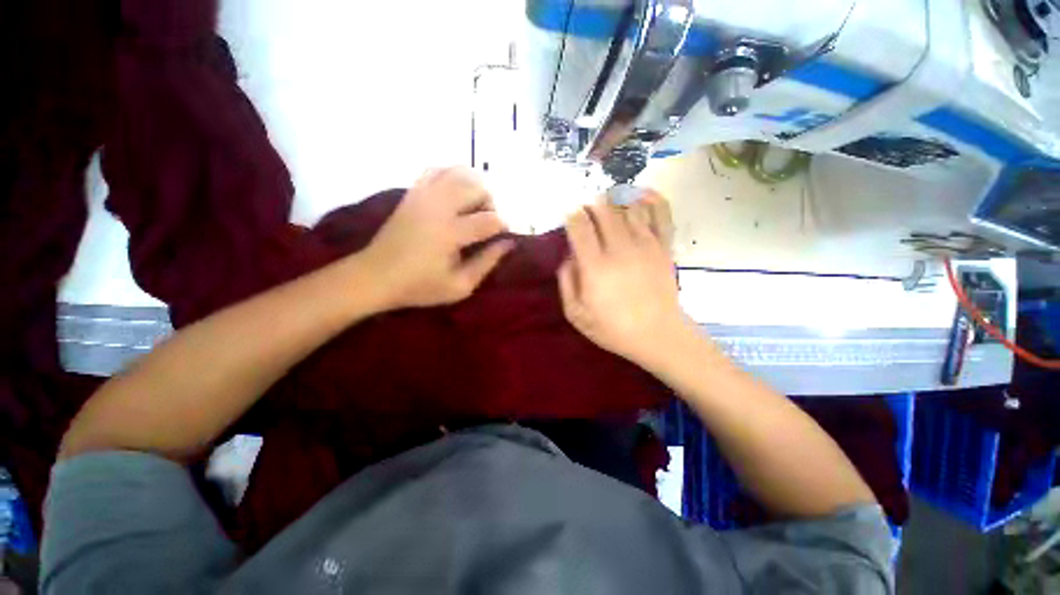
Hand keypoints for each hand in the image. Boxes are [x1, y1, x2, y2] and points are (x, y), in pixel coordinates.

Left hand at [364, 167, 512, 309]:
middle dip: (490, 203)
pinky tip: (455, 194)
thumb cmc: (419, 286)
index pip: (489, 220)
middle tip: (485, 223)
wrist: (375, 275)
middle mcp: (437, 207)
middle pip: (477, 187)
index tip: (504, 236)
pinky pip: (438, 170)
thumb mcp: (460, 286)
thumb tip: (508, 243)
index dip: (503, 226)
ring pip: (459, 172)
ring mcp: (423, 196)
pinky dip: (452, 177)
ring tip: (472, 207)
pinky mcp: (413, 193)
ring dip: (474, 187)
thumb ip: (487, 263)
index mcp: (450, 233)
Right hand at [558, 192, 688, 369]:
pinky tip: (641, 194)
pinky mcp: (664, 246)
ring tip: (608, 204)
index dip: (571, 215)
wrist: (658, 335)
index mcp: (595, 266)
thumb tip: (569, 255)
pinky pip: (661, 213)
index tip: (569, 215)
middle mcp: (620, 248)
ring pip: (628, 206)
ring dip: (615, 200)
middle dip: (591, 205)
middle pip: (604, 210)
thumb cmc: (613, 328)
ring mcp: (646, 244)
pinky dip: (651, 198)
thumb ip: (566, 281)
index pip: (580, 226)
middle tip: (587, 211)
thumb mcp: (576, 313)